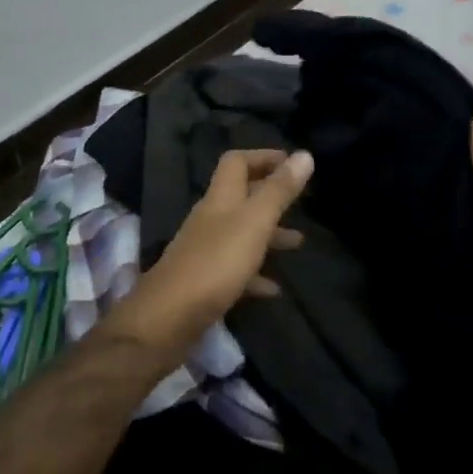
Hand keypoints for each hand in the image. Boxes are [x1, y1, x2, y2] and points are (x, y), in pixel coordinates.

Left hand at [106, 148, 313, 366]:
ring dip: (270, 235)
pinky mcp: (205, 281)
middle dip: (271, 196)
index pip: (237, 162)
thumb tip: (304, 154)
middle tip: (301, 202)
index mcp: (220, 198)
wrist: (168, 318)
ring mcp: (206, 251)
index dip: (263, 157)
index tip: (293, 163)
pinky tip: (274, 289)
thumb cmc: (216, 263)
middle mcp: (211, 219)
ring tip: (298, 244)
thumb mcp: (255, 222)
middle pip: (241, 197)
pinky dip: (257, 274)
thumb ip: (279, 190)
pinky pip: (236, 270)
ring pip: (242, 233)